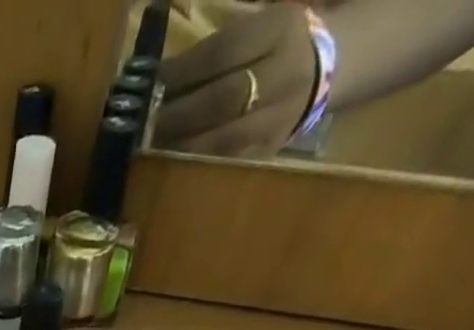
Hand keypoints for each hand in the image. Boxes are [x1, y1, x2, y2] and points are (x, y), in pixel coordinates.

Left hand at [152, 1, 316, 157]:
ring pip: (220, 139)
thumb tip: (160, 73)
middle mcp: (282, 74)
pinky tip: (169, 164)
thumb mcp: (260, 22)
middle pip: (221, 99)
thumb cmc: (278, 43)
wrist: (330, 68)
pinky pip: (225, 162)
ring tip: (149, 147)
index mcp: (279, 29)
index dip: (182, 72)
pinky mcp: (268, 151)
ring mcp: (277, 118)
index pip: (222, 52)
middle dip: (176, 113)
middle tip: (143, 123)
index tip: (150, 85)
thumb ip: (218, 45)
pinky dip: (194, 164)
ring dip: (179, 145)